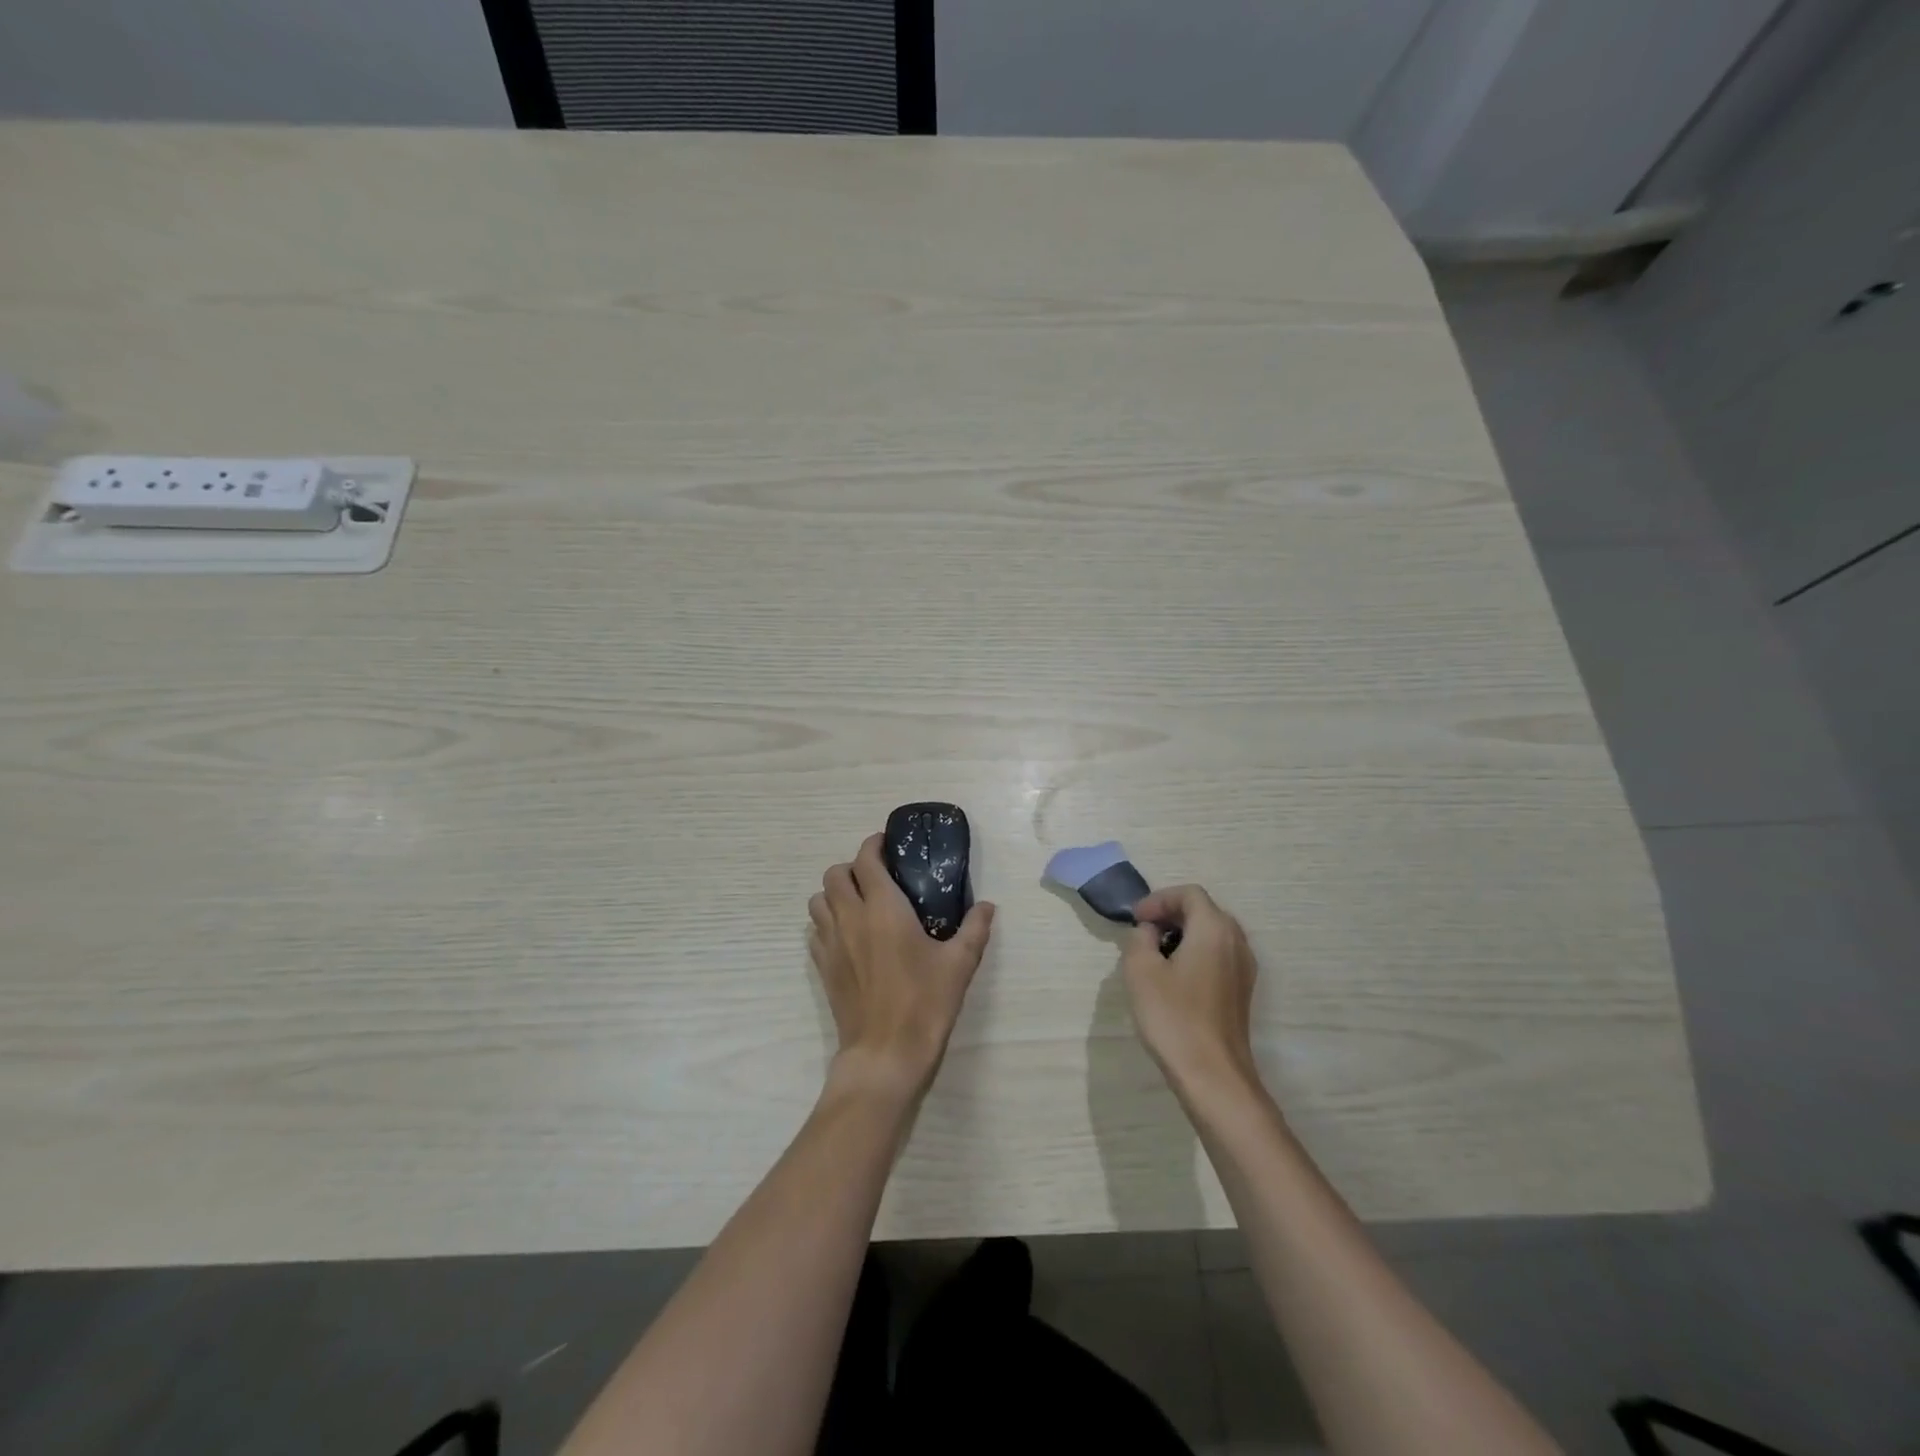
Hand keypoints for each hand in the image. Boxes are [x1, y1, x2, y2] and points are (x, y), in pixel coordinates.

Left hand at [808, 833, 994, 1102]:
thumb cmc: (924, 1003)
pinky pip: (815, 930)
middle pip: (834, 874)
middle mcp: (850, 918)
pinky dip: (827, 922)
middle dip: (852, 867)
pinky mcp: (822, 967)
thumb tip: (987, 906)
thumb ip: (974, 929)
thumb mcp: (959, 964)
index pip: (866, 859)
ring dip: (834, 893)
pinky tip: (848, 936)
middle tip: (877, 877)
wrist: (885, 1054)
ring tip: (859, 903)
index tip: (888, 845)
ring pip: (818, 901)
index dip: (874, 845)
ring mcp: (830, 943)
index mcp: (882, 908)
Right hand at [1122, 885, 1261, 1105]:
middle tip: (1143, 932)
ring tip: (1154, 954)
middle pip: (1204, 910)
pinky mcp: (1242, 991)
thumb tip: (1149, 932)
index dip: (1159, 899)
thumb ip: (1139, 938)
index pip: (1189, 894)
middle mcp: (1236, 942)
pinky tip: (1174, 978)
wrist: (1213, 1075)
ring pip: (1213, 934)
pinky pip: (1219, 955)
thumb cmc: (1174, 1017)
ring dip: (1183, 934)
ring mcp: (1244, 968)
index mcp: (1214, 929)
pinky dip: (1196, 953)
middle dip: (1171, 914)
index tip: (1135, 920)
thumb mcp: (1140, 970)